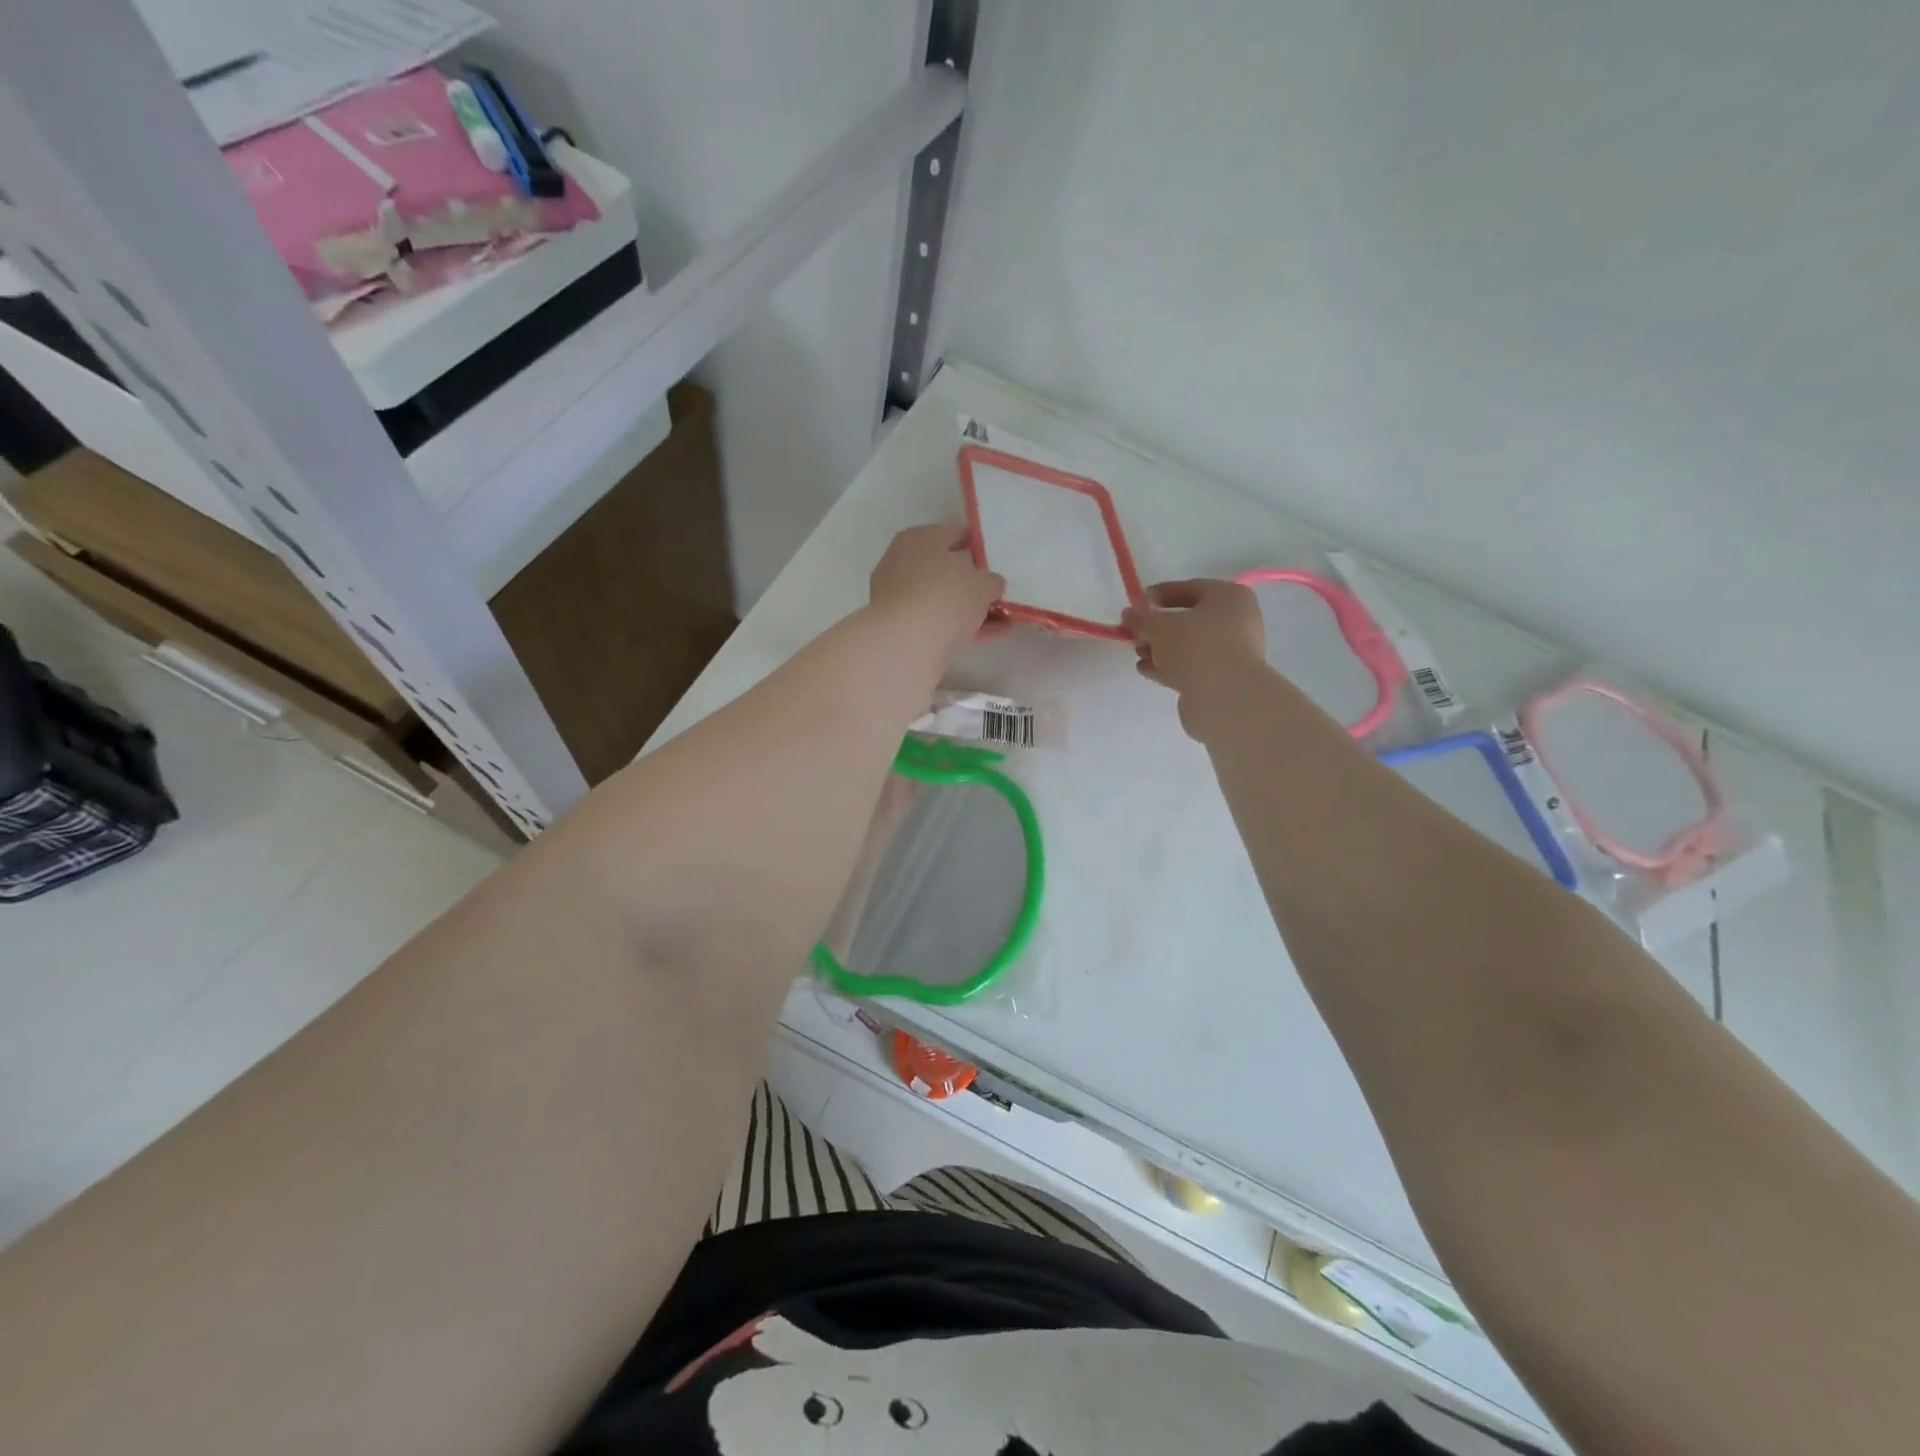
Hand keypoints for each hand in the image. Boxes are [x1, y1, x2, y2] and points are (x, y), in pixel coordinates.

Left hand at [868, 523, 1004, 661]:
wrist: (904, 644)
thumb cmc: (945, 597)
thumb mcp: (982, 583)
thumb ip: (990, 580)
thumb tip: (988, 584)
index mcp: (920, 538)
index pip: (956, 534)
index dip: (981, 548)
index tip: (999, 565)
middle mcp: (904, 562)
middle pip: (948, 569)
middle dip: (974, 582)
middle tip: (999, 594)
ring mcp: (900, 596)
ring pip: (944, 598)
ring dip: (971, 608)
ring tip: (1002, 620)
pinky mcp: (902, 626)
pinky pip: (939, 621)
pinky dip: (961, 626)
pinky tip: (988, 635)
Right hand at [1122, 579, 1266, 738]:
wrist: (1223, 696)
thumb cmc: (1195, 646)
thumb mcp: (1159, 626)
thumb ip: (1140, 619)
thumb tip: (1128, 615)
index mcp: (1230, 597)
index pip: (1191, 588)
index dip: (1161, 593)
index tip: (1138, 602)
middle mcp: (1238, 621)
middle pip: (1190, 619)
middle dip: (1158, 627)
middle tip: (1135, 633)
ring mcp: (1233, 652)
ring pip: (1190, 645)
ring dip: (1162, 649)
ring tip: (1138, 654)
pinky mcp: (1224, 679)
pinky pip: (1193, 666)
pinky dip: (1170, 666)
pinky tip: (1147, 670)